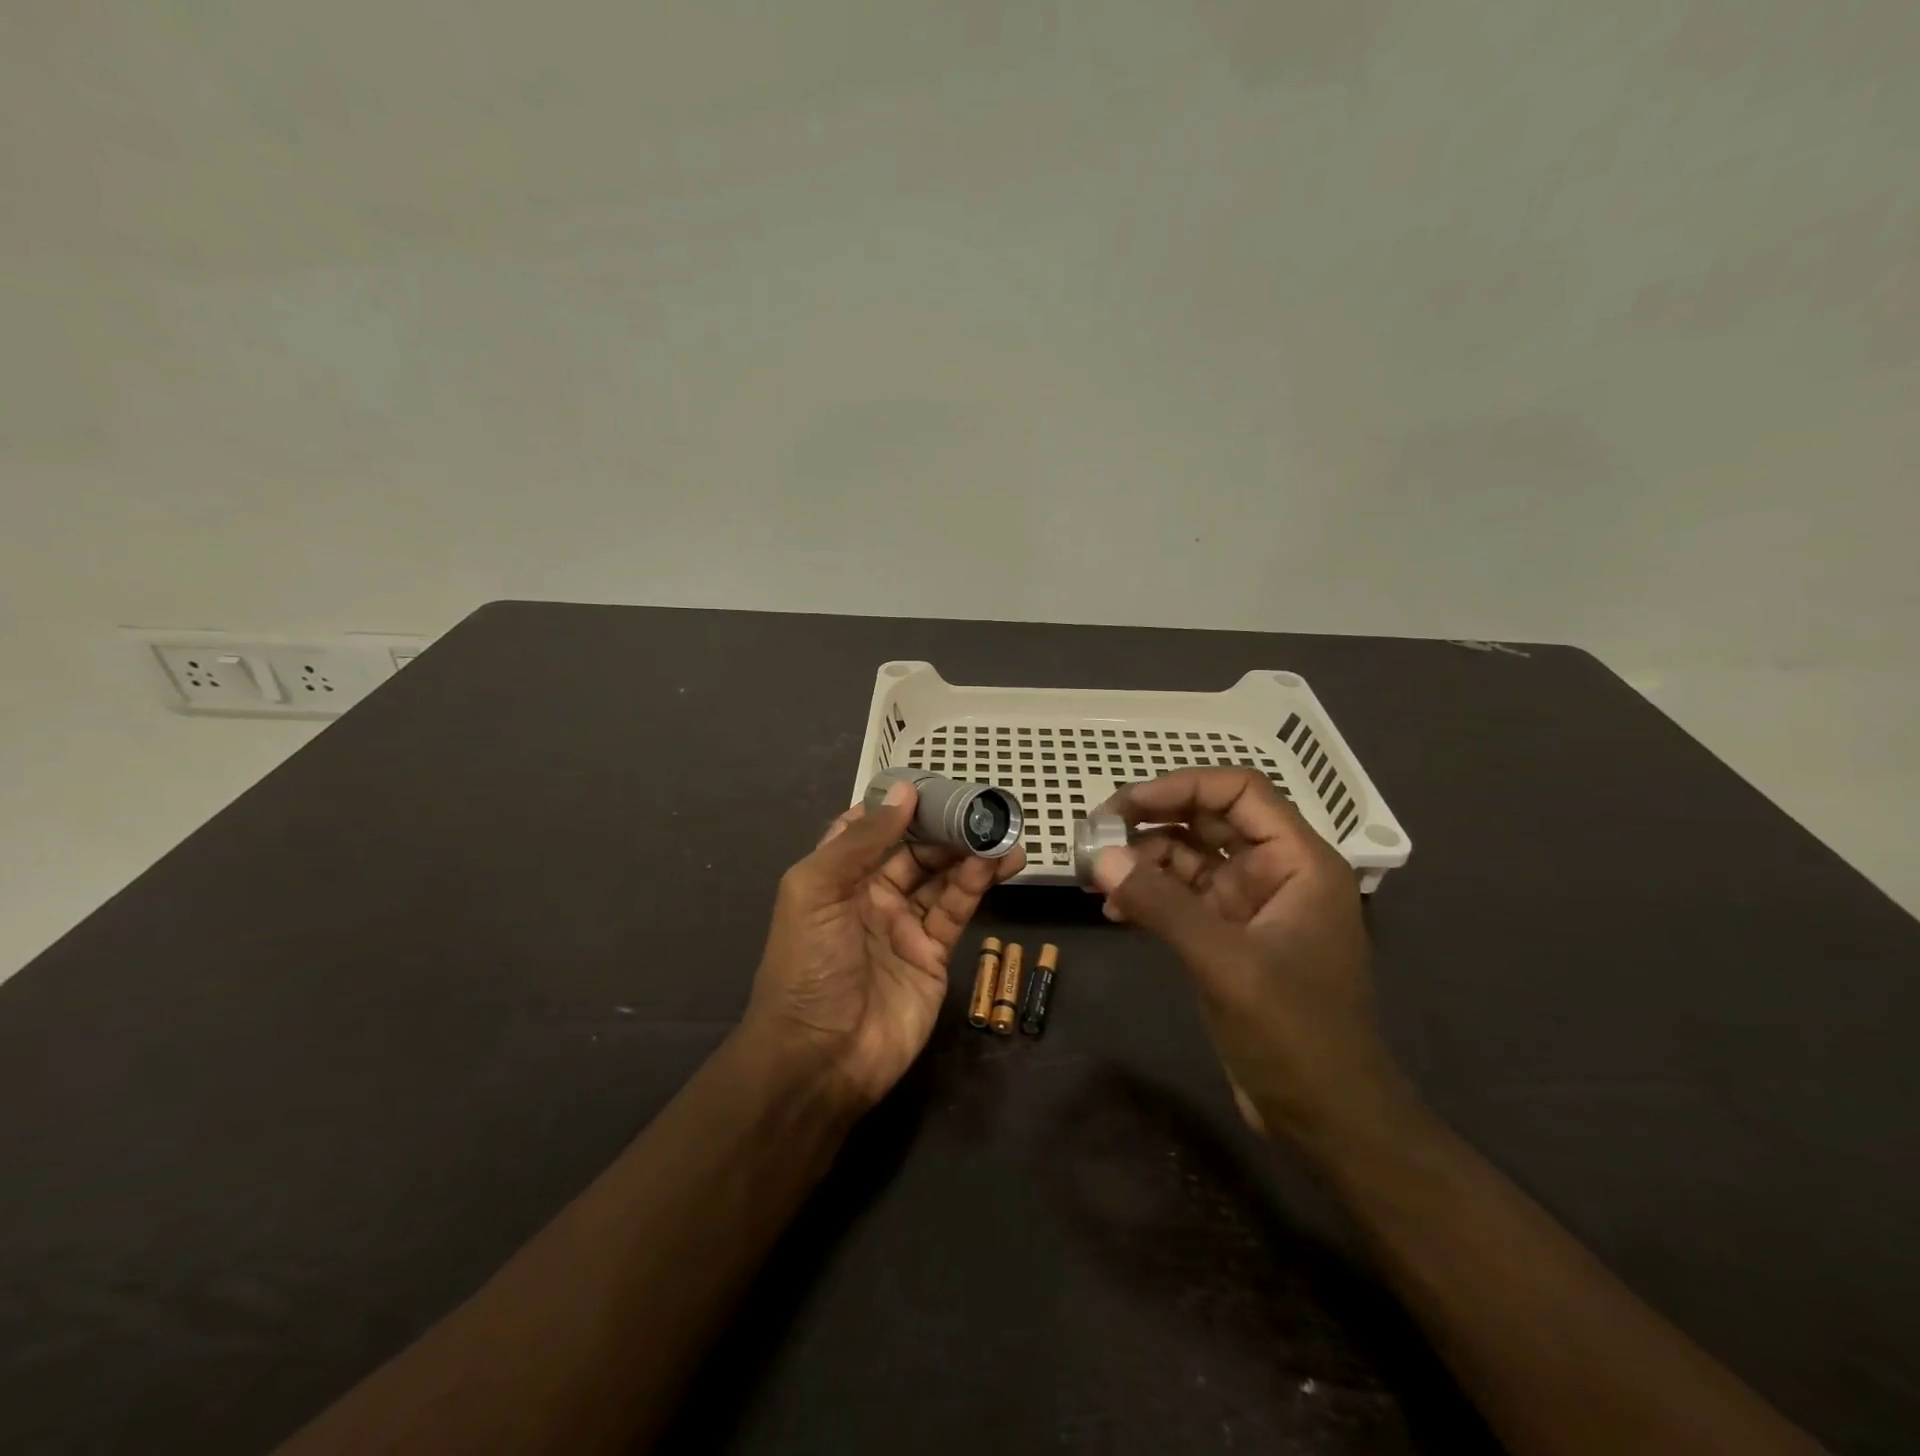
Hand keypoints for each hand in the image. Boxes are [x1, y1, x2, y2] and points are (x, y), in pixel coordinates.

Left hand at [744, 780, 1025, 1110]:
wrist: (819, 1060)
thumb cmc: (808, 966)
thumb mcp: (817, 892)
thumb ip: (861, 841)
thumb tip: (904, 790)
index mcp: (836, 874)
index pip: (871, 827)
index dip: (900, 805)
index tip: (935, 783)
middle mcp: (870, 893)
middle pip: (914, 848)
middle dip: (945, 826)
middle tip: (984, 808)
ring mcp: (903, 924)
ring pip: (941, 875)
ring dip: (970, 852)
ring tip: (1003, 832)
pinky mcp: (931, 953)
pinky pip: (956, 909)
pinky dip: (977, 884)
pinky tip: (998, 864)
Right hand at [1091, 768, 1411, 1147]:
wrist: (1329, 1121)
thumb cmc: (1296, 1035)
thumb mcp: (1226, 964)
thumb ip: (1163, 905)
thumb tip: (1099, 857)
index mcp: (1298, 862)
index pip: (1240, 792)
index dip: (1181, 787)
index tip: (1125, 805)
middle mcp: (1276, 873)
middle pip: (1209, 820)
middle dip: (1152, 821)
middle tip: (1096, 834)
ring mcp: (1251, 906)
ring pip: (1190, 858)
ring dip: (1144, 860)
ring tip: (1096, 876)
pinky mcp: (1229, 938)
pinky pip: (1182, 898)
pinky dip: (1149, 896)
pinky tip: (1115, 911)